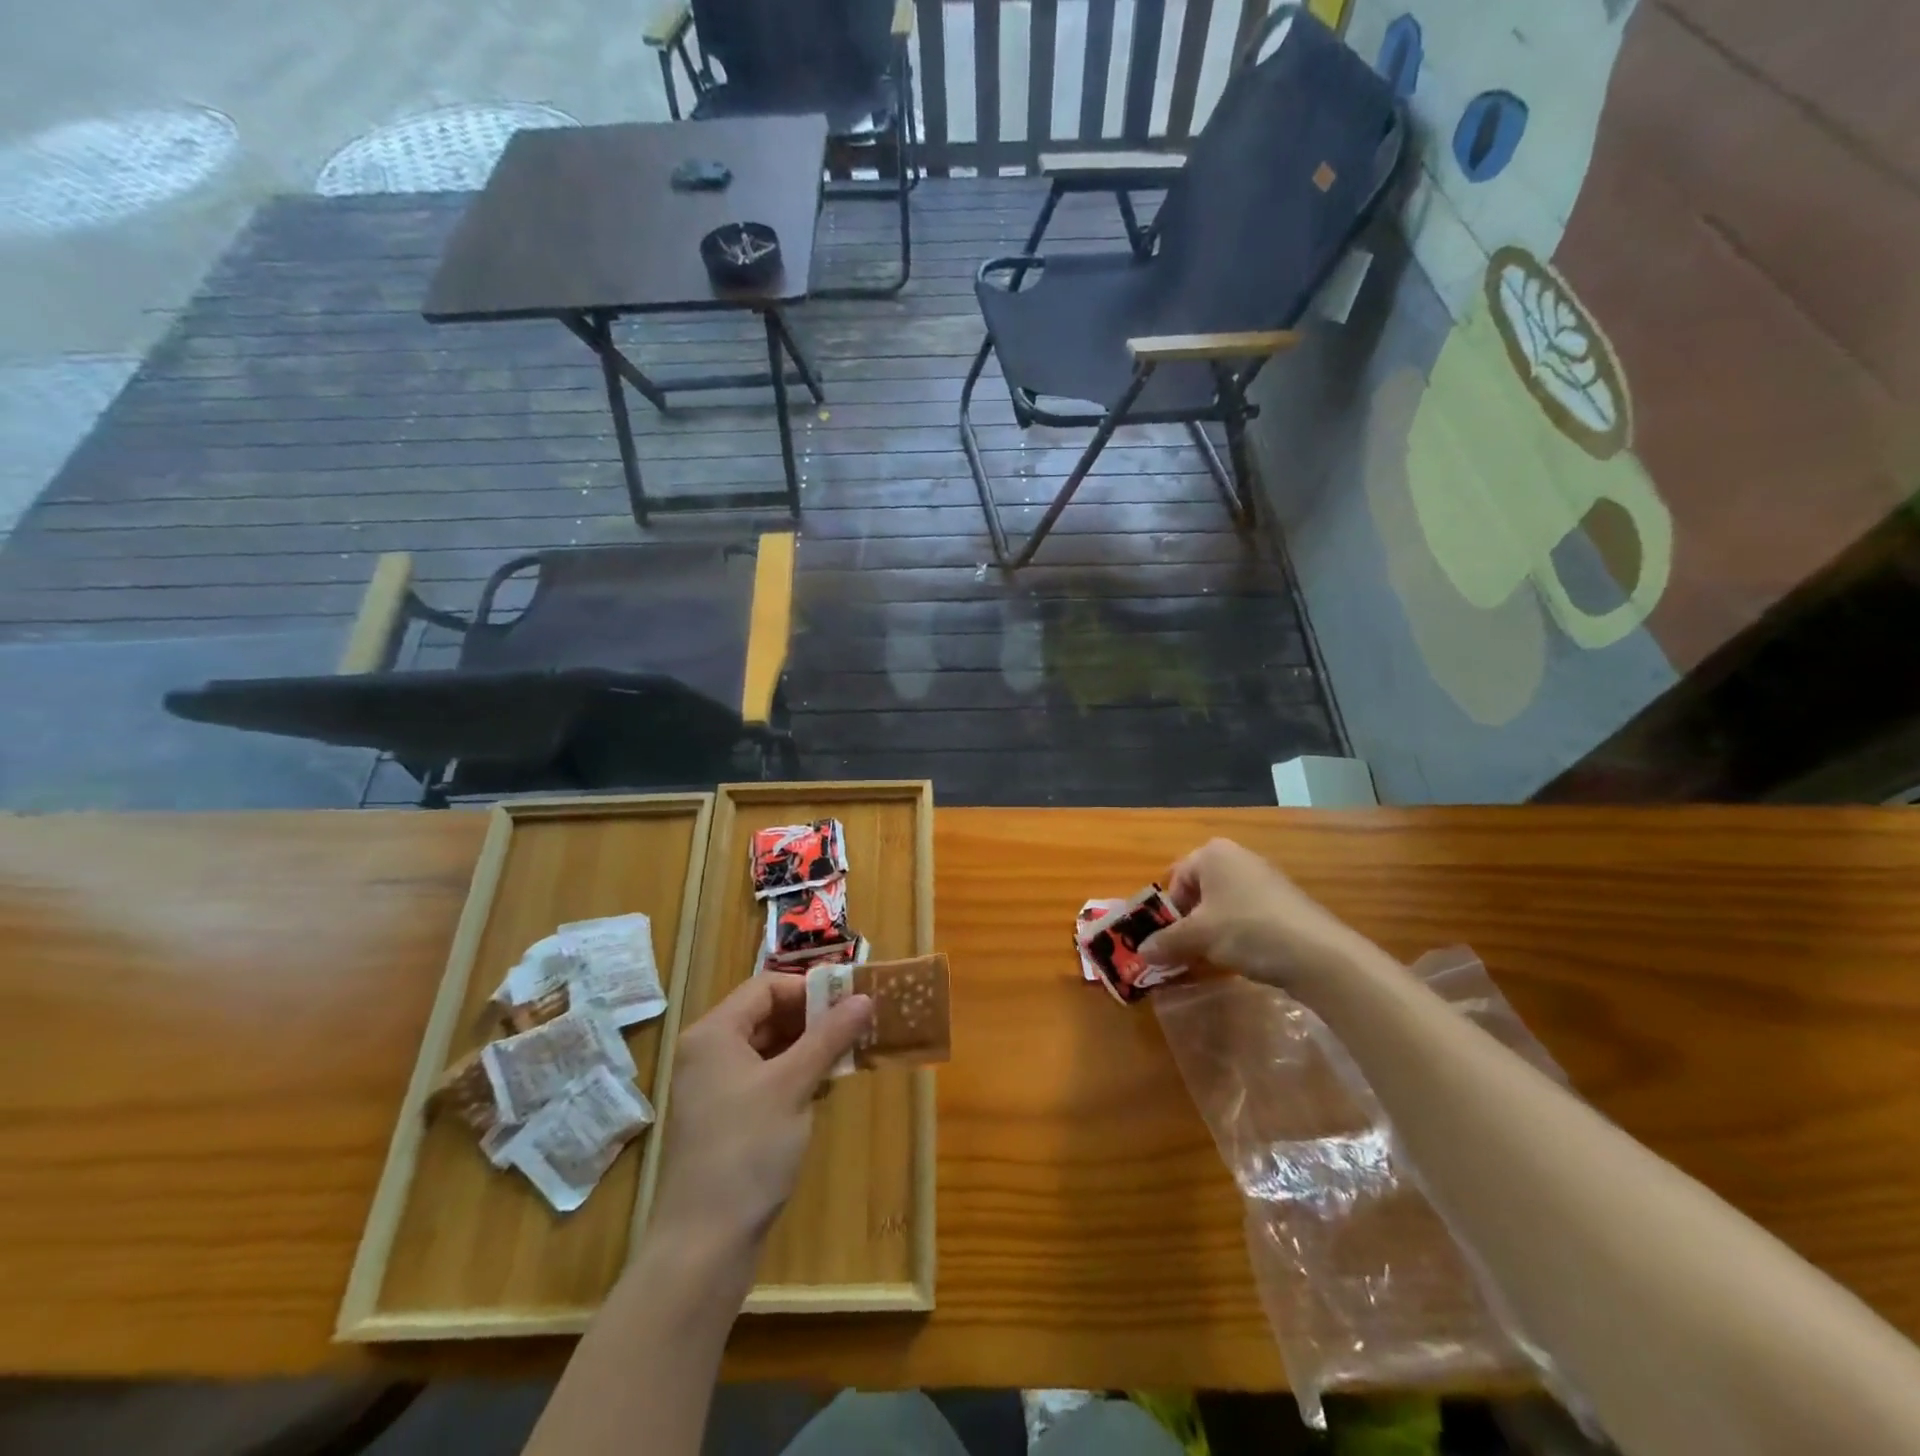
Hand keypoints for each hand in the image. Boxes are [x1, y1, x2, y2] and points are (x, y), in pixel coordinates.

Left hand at [649, 975, 871, 1265]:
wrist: (704, 1245)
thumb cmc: (747, 1150)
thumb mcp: (794, 1085)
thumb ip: (829, 1036)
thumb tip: (864, 997)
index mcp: (714, 1033)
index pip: (766, 987)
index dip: (809, 988)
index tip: (851, 1000)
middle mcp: (709, 1053)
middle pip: (766, 1014)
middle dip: (813, 1018)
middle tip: (857, 1026)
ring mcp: (714, 1088)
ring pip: (768, 1048)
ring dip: (809, 1047)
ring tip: (849, 1054)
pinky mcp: (725, 1118)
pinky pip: (764, 1078)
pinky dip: (795, 1074)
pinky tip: (825, 1086)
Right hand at [1139, 837, 1363, 991]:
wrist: (1318, 954)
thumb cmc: (1247, 930)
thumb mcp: (1198, 937)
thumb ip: (1166, 942)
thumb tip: (1142, 953)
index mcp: (1213, 853)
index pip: (1175, 877)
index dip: (1166, 910)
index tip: (1166, 939)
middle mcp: (1238, 858)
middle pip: (1199, 890)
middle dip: (1188, 922)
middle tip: (1183, 951)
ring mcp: (1265, 879)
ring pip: (1223, 905)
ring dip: (1210, 931)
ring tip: (1209, 959)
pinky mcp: (1285, 903)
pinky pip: (1247, 915)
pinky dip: (1237, 934)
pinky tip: (1240, 958)